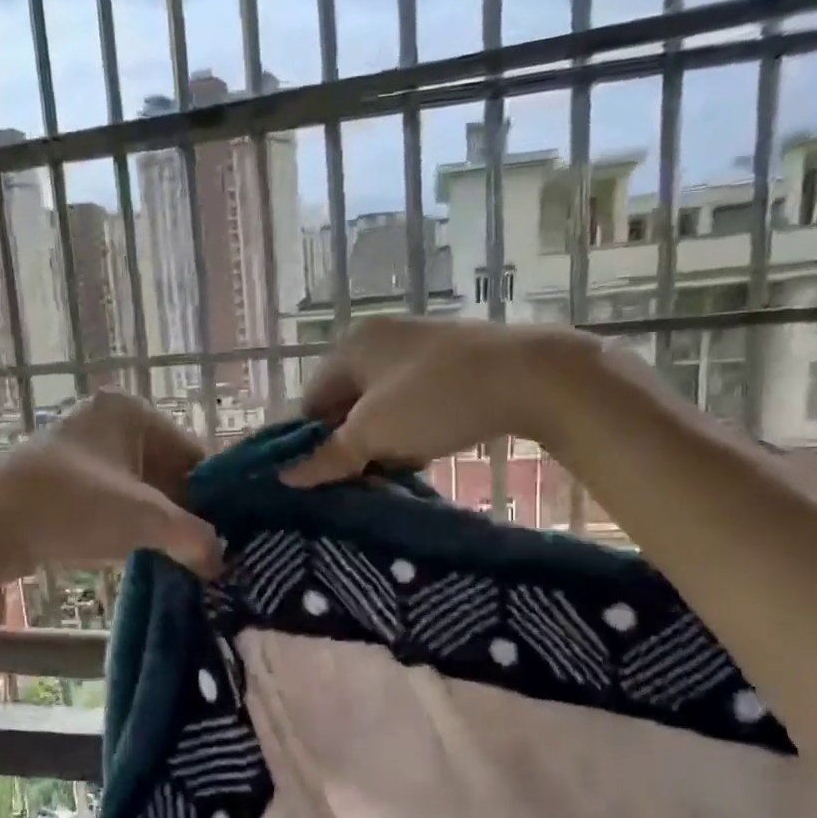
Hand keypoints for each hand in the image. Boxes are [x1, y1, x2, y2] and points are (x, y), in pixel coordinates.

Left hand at [0, 391, 222, 578]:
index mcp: (131, 411)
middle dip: (186, 513)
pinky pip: (112, 502)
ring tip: (184, 560)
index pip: (193, 453)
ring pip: (139, 491)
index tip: (232, 535)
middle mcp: (107, 423)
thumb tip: (221, 560)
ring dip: (159, 524)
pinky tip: (147, 555)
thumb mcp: (145, 518)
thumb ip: (194, 537)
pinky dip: (130, 527)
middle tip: (210, 554)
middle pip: (167, 472)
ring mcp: (81, 453)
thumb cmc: (72, 505)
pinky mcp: (62, 483)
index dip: (214, 496)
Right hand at [283, 316, 594, 485]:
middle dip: (350, 443)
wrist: (531, 377)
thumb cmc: (435, 400)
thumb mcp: (373, 434)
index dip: (312, 441)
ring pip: (381, 406)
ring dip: (382, 441)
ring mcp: (419, 348)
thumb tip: (286, 478)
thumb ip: (327, 457)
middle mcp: (379, 339)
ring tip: (395, 470)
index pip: (311, 401)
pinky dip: (410, 429)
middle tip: (361, 478)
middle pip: (346, 403)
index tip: (326, 477)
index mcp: (351, 347)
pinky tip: (424, 453)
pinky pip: (413, 402)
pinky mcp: (452, 362)